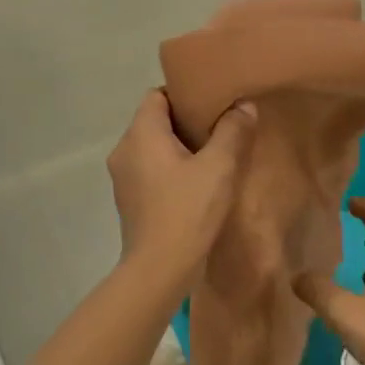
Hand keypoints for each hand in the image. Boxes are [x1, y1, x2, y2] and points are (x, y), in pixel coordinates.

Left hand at [107, 90, 256, 292]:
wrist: (159, 269)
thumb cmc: (187, 211)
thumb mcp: (219, 167)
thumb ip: (232, 131)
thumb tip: (243, 105)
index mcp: (140, 133)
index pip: (157, 95)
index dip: (184, 94)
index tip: (212, 105)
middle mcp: (123, 150)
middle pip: (154, 121)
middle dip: (185, 122)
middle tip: (219, 129)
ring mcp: (122, 178)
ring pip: (151, 148)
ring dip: (178, 148)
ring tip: (210, 157)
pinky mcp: (128, 201)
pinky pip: (149, 171)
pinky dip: (169, 170)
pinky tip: (194, 185)